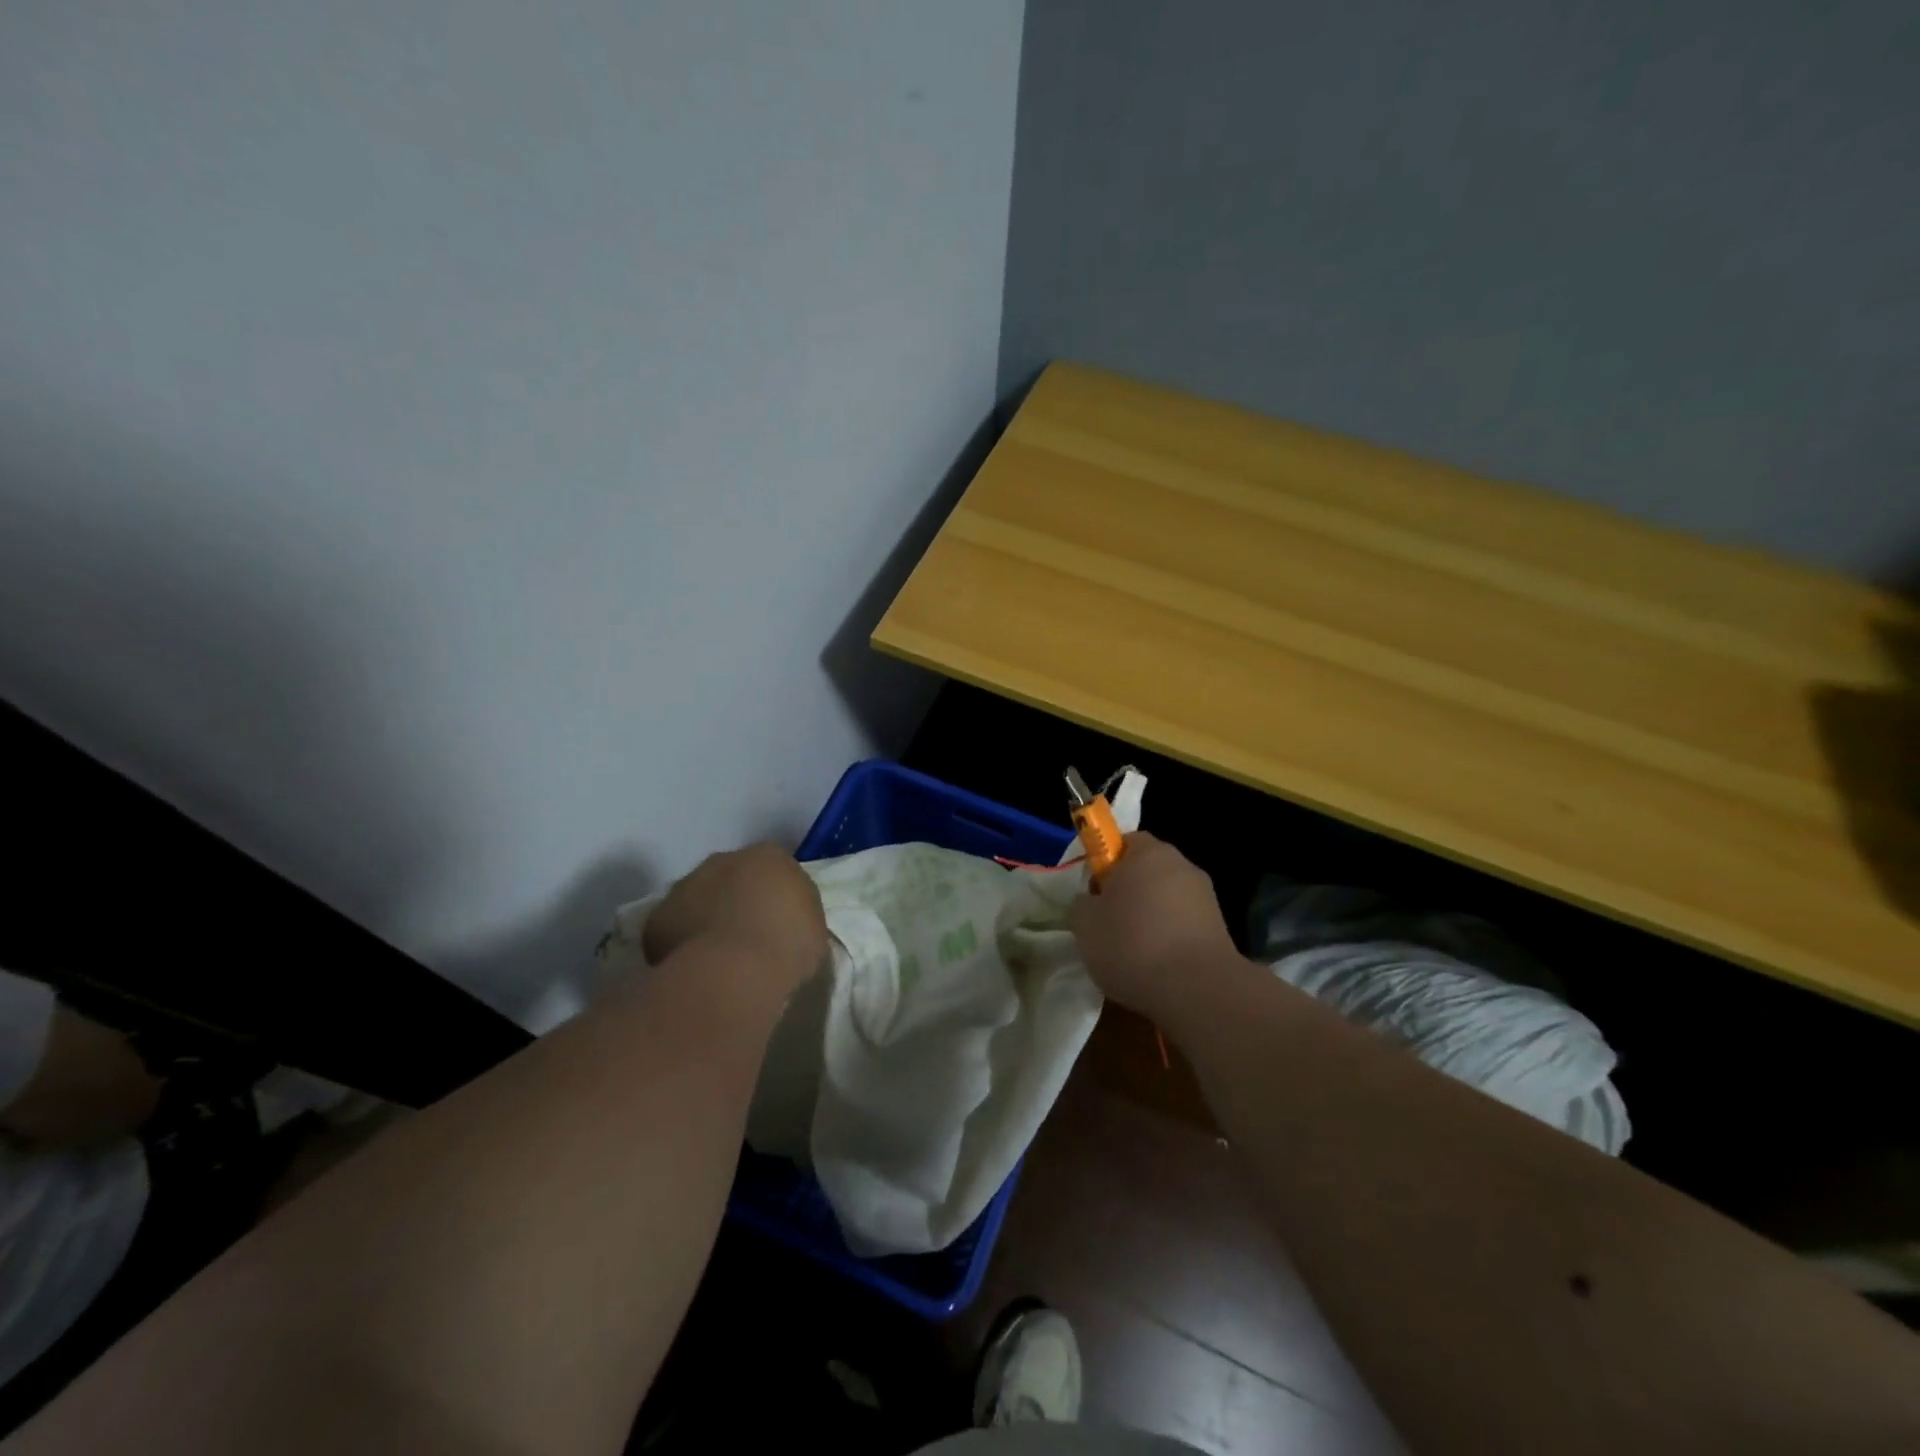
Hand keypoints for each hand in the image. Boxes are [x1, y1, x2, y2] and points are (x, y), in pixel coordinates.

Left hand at [643, 843, 828, 998]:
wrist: (734, 972)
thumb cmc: (786, 945)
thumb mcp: (814, 927)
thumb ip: (797, 912)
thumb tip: (784, 919)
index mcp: (769, 856)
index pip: (774, 866)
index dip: (775, 893)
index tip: (779, 920)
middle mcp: (724, 860)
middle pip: (731, 876)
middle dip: (737, 898)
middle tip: (748, 935)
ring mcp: (686, 886)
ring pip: (698, 898)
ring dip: (706, 917)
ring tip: (719, 955)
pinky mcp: (657, 917)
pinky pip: (673, 927)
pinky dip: (681, 942)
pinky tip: (694, 966)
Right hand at [1069, 832, 1236, 1015]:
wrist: (1196, 990)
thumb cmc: (1132, 944)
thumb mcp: (1084, 924)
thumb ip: (1082, 903)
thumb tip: (1091, 902)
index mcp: (1148, 852)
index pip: (1122, 842)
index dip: (1104, 865)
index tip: (1093, 894)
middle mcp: (1182, 865)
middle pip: (1146, 871)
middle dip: (1127, 893)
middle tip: (1107, 923)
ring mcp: (1206, 897)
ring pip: (1166, 900)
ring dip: (1150, 918)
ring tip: (1131, 953)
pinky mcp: (1220, 929)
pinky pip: (1183, 926)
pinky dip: (1169, 940)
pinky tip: (1157, 967)